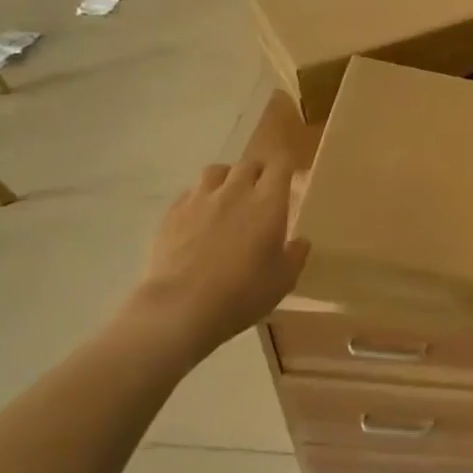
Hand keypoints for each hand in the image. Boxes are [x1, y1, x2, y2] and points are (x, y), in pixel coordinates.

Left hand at [129, 158, 307, 363]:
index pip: (280, 165)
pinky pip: (190, 193)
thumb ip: (295, 256)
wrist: (182, 307)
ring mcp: (200, 200)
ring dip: (227, 179)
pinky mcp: (173, 213)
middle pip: (248, 164)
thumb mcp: (283, 280)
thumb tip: (300, 242)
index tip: (290, 181)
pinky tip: (199, 217)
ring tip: (228, 197)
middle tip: (261, 193)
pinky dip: (200, 198)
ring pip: (216, 171)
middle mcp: (235, 191)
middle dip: (258, 173)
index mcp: (268, 203)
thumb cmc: (243, 293)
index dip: (286, 169)